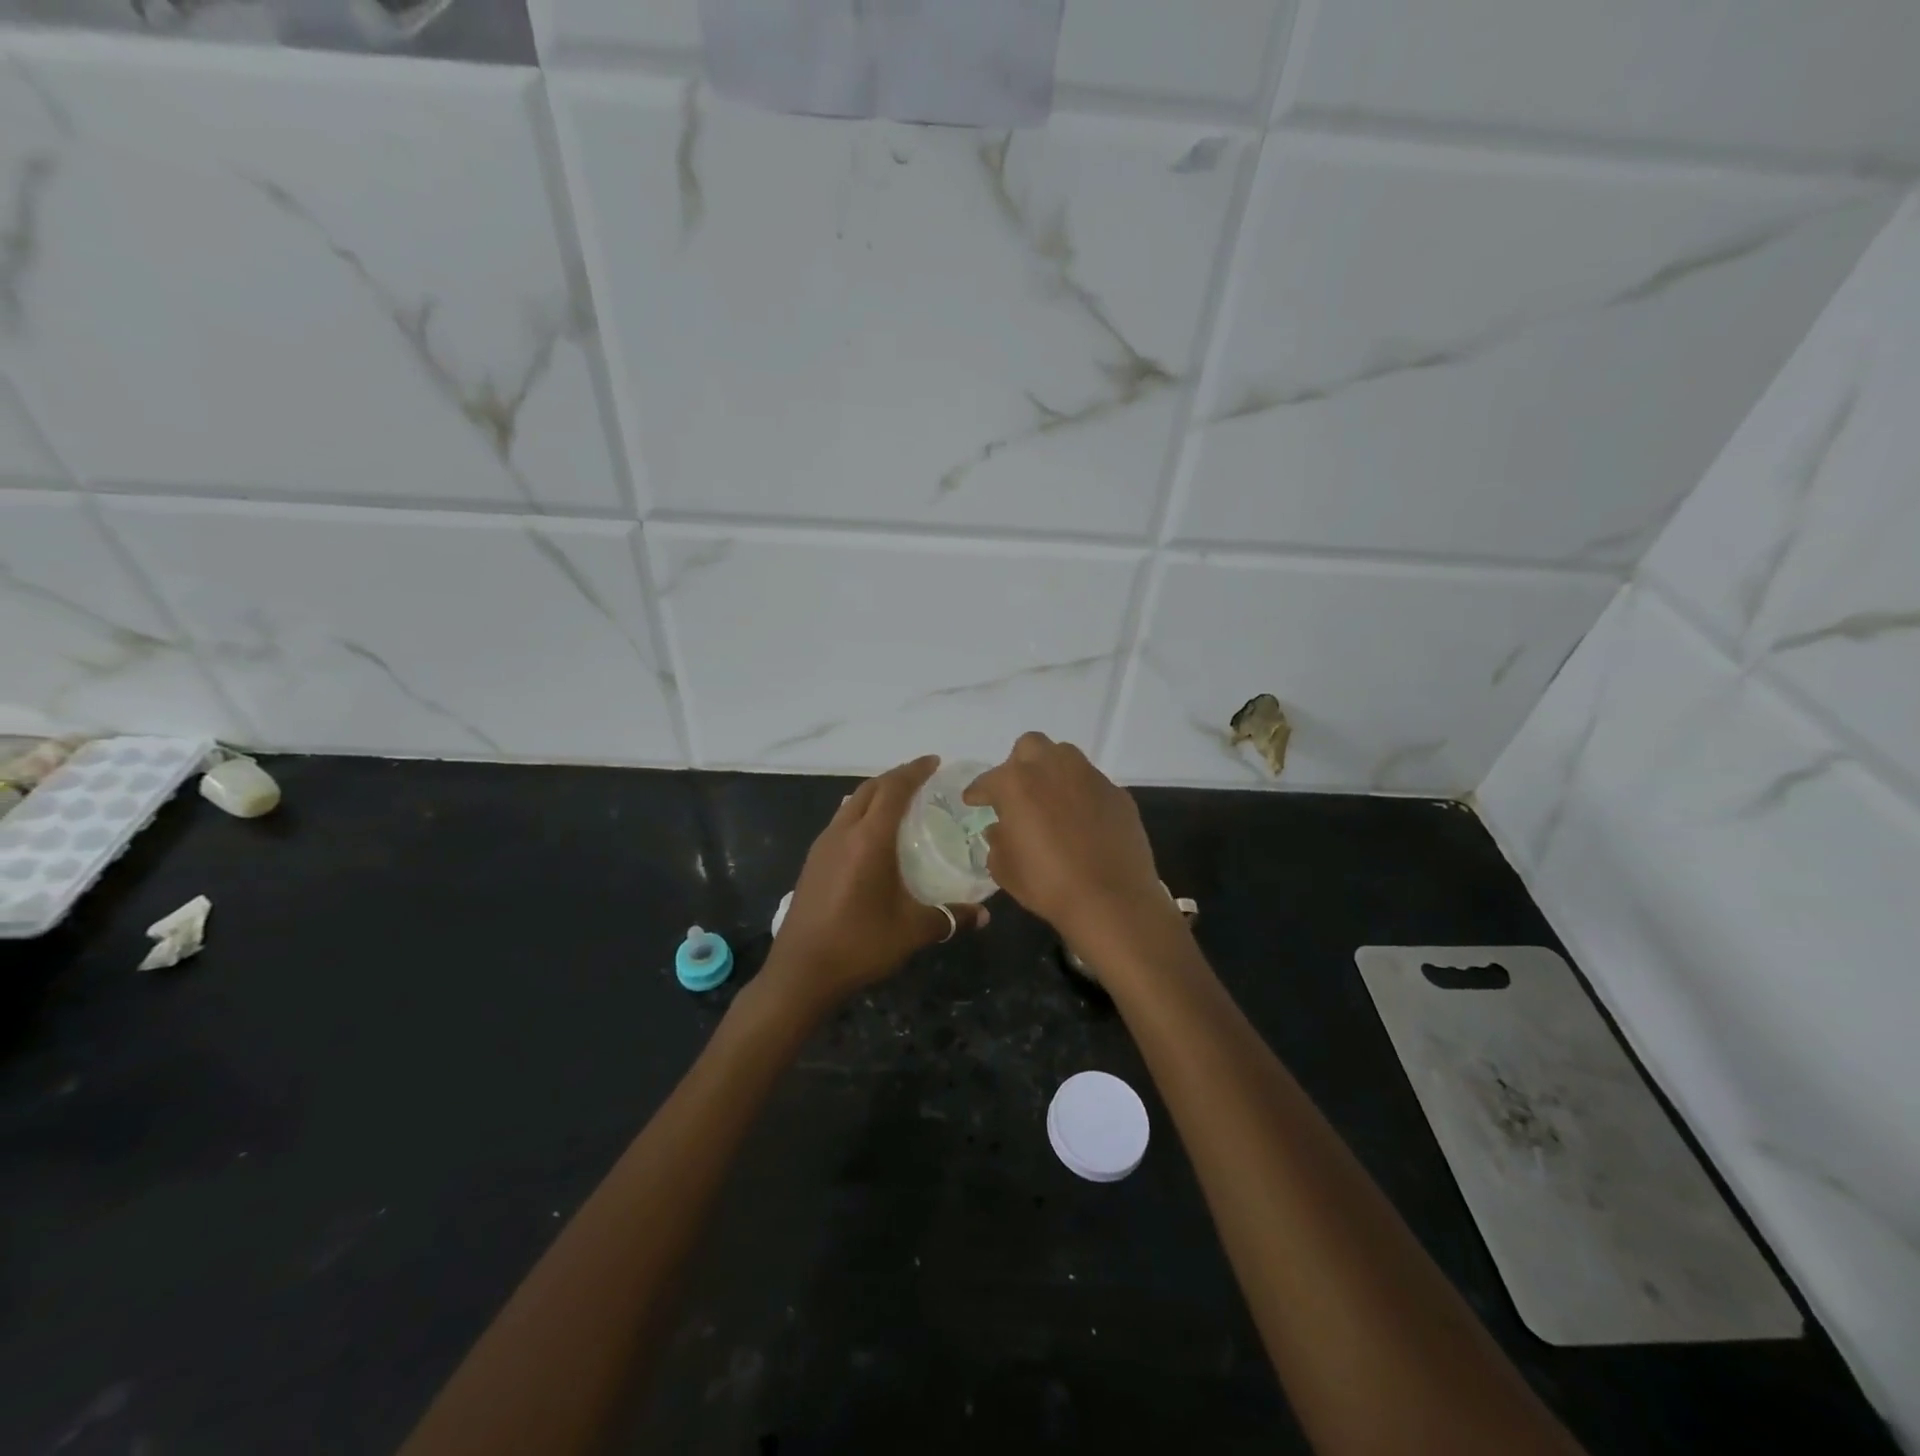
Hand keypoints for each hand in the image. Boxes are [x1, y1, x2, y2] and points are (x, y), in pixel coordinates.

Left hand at [763, 756, 988, 1011]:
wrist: (801, 972)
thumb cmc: (860, 944)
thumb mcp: (912, 931)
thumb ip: (950, 918)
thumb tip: (984, 916)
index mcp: (869, 839)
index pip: (893, 789)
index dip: (914, 771)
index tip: (934, 762)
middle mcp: (843, 833)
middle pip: (870, 789)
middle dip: (895, 778)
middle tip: (922, 779)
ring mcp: (823, 846)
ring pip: (850, 803)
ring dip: (875, 794)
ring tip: (898, 801)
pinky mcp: (812, 862)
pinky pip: (840, 821)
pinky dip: (860, 812)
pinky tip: (870, 834)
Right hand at [964, 733, 1168, 946]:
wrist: (1111, 900)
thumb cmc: (1048, 884)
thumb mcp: (1005, 869)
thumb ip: (996, 841)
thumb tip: (1000, 828)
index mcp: (1016, 783)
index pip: (988, 780)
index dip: (978, 792)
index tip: (973, 801)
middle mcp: (1052, 768)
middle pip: (1030, 747)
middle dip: (1019, 764)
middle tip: (1017, 793)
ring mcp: (1089, 777)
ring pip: (1065, 757)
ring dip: (1052, 772)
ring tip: (1050, 801)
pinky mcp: (1117, 793)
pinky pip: (1091, 783)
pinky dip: (1081, 795)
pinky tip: (1081, 821)